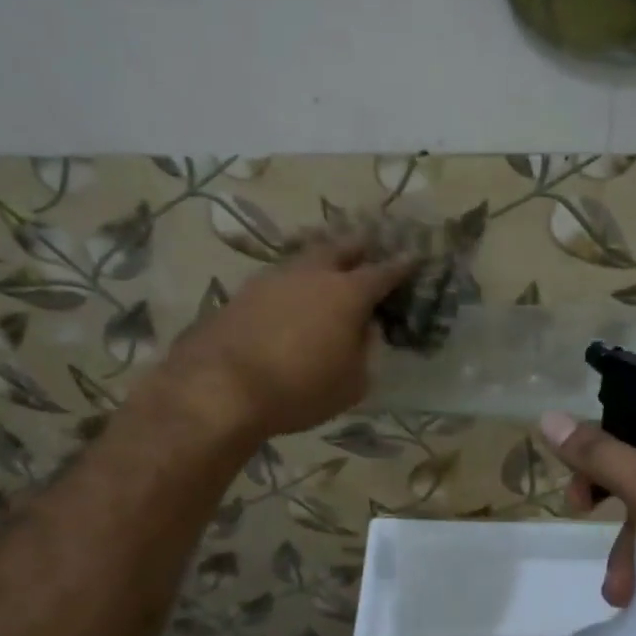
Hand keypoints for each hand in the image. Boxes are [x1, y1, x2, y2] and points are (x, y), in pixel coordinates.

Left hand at [160, 238, 415, 440]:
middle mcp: (312, 275)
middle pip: (341, 248)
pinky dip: (291, 283)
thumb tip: (362, 332)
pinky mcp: (243, 292)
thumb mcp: (351, 383)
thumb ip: (363, 352)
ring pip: (304, 258)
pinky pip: (277, 279)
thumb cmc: (300, 389)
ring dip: (320, 260)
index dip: (401, 265)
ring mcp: (273, 278)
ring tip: (326, 267)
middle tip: (368, 247)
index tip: (413, 256)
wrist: (221, 387)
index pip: (383, 272)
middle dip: (358, 247)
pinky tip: (289, 297)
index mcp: (348, 293)